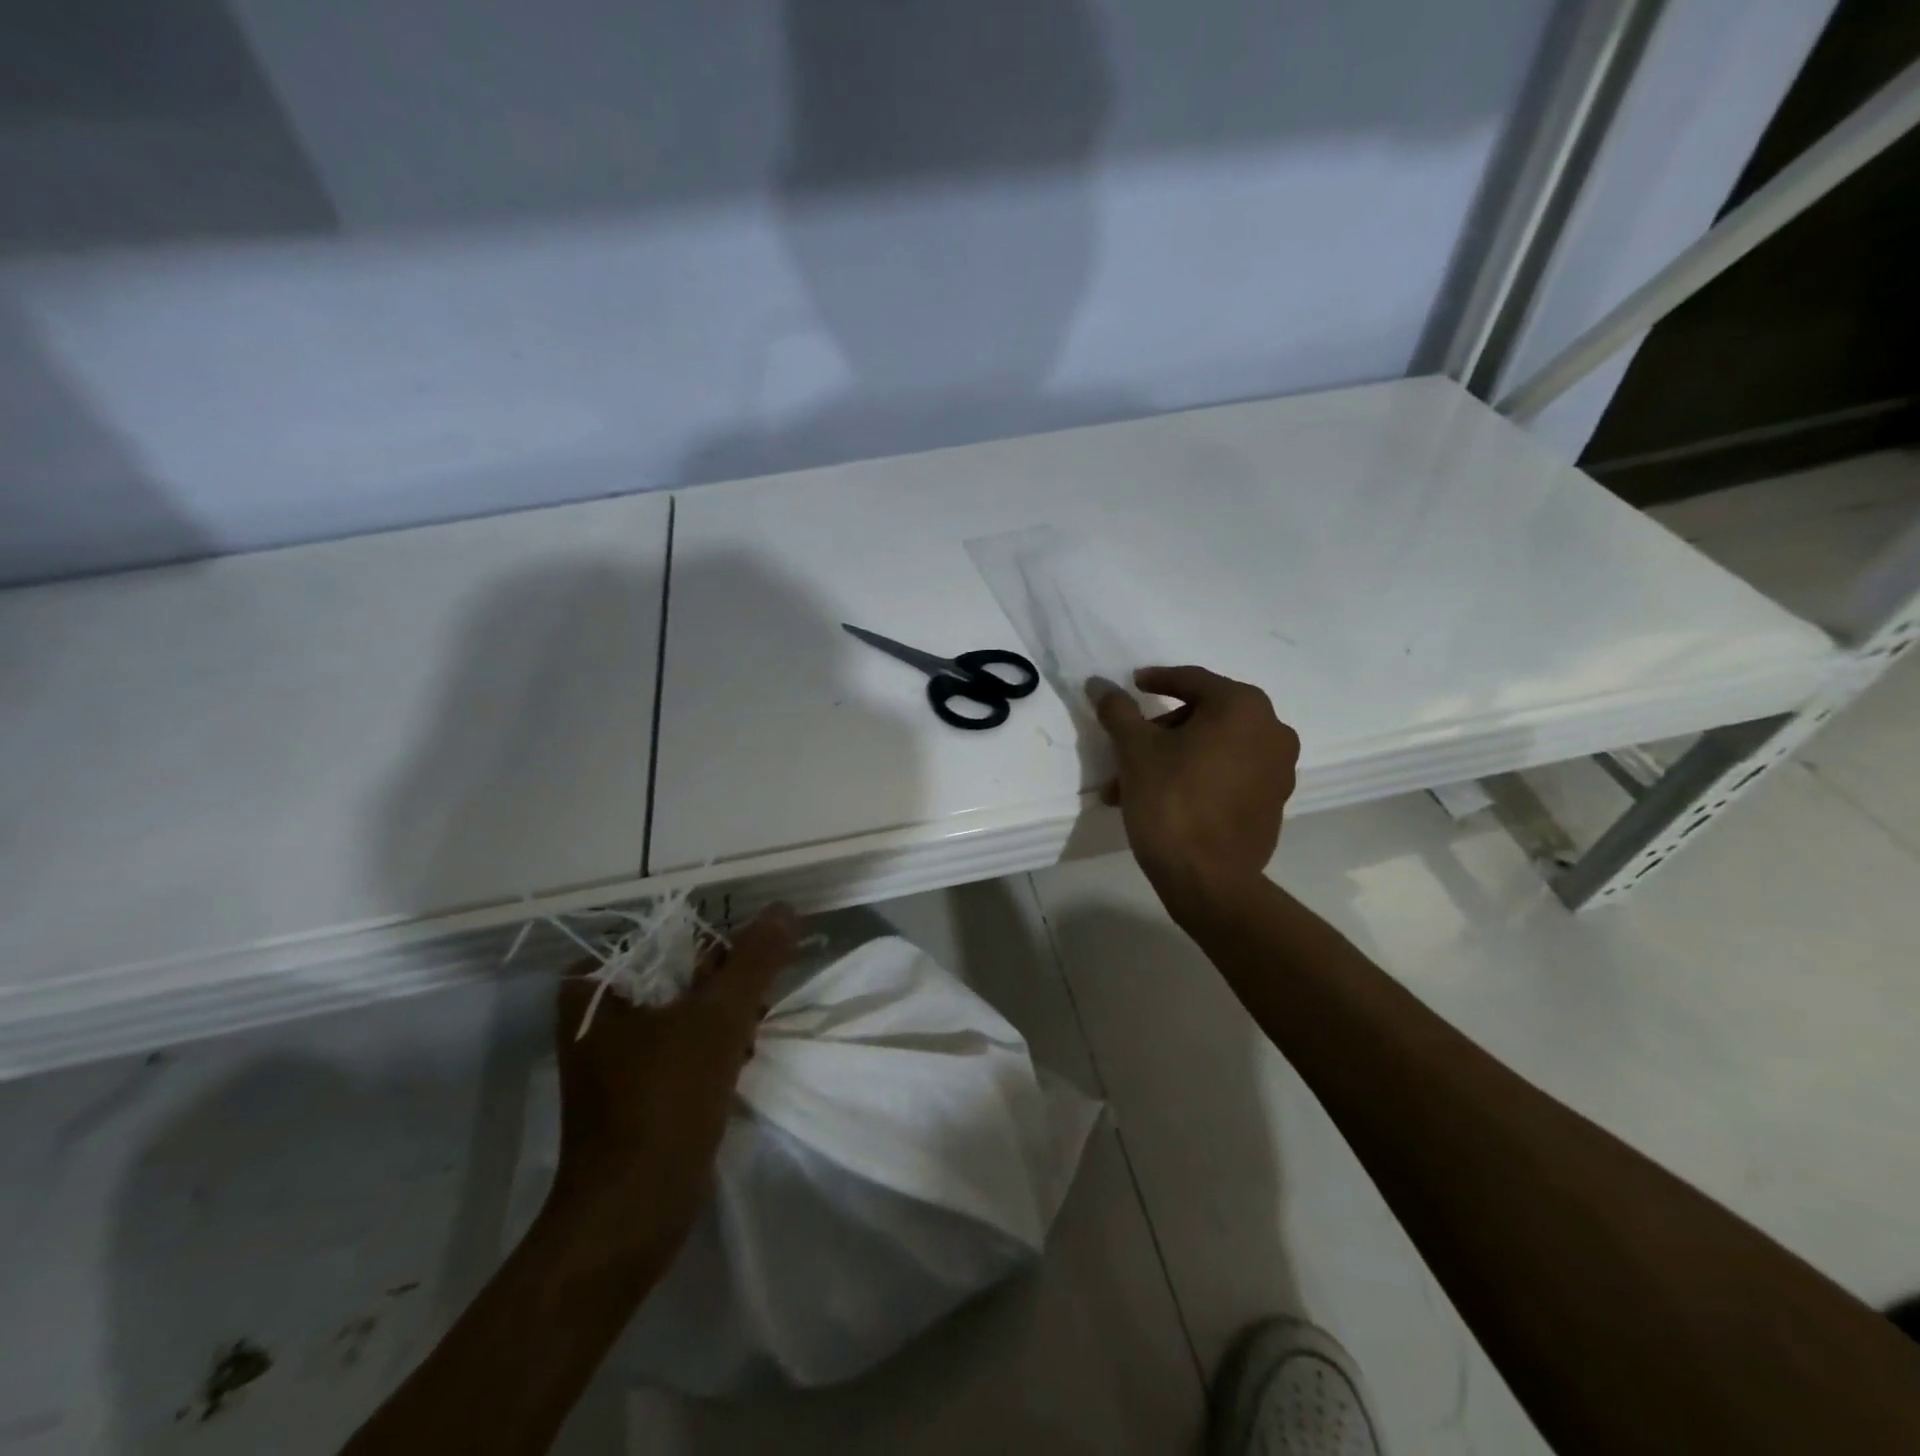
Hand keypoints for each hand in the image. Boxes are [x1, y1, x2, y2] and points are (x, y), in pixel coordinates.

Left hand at [550, 904, 799, 1256]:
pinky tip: (740, 1064)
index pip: (670, 936)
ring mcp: (614, 1053)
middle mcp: (596, 1013)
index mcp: (594, 986)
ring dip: (726, 1018)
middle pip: (679, 972)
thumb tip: (784, 909)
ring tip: (750, 1040)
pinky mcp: (635, 1087)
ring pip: (685, 1009)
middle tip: (754, 1010)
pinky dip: (713, 1047)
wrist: (631, 1214)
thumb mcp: (719, 1018)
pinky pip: (682, 1044)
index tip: (746, 978)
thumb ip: (755, 958)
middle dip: (725, 988)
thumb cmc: (665, 1102)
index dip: (717, 951)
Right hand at [1091, 666, 1299, 911]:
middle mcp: (1272, 730)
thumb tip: (1098, 683)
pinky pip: (1230, 775)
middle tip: (1126, 750)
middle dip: (1160, 732)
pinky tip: (1165, 800)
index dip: (1157, 680)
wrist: (1208, 879)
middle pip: (1204, 716)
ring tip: (1133, 786)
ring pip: (1214, 749)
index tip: (1133, 685)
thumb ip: (1118, 710)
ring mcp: (1279, 769)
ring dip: (1174, 758)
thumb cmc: (1171, 801)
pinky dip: (1199, 777)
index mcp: (1242, 707)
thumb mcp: (1135, 750)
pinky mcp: (1274, 802)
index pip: (1192, 681)